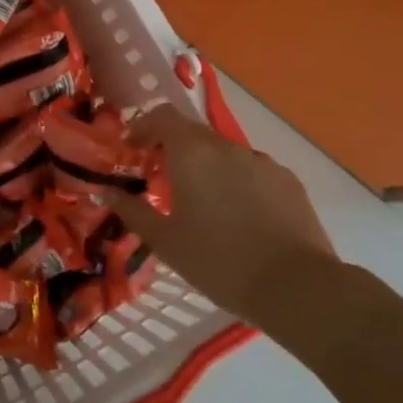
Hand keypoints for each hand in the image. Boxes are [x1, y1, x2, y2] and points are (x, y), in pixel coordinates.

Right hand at [113, 104, 344, 325]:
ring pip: (224, 154)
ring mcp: (262, 162)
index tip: (133, 151)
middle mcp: (226, 147)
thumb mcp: (165, 241)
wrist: (296, 286)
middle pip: (193, 134)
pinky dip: (237, 182)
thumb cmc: (218, 261)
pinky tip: (239, 217)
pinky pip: (252, 171)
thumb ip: (132, 211)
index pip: (162, 116)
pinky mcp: (288, 180)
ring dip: (207, 167)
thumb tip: (106, 192)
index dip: (144, 127)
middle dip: (173, 150)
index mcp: (192, 153)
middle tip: (162, 182)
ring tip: (204, 205)